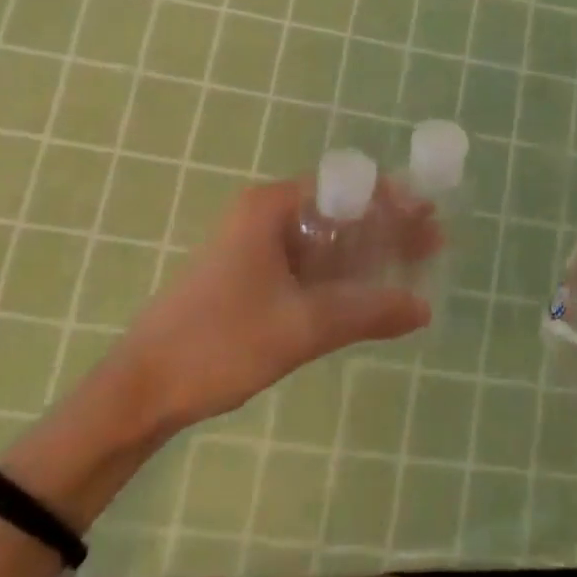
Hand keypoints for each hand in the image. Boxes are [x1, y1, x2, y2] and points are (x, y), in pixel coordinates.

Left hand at [104, 178, 434, 432]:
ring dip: (368, 251)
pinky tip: (372, 289)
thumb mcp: (302, 327)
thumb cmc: (220, 344)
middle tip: (434, 240)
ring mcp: (256, 247)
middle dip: (387, 225)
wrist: (142, 389)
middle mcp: (265, 216)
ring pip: (326, 239)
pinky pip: (309, 263)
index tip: (429, 215)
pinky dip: (342, 273)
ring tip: (415, 262)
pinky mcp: (252, 276)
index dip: (391, 199)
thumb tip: (424, 308)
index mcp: (271, 208)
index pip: (345, 187)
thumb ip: (367, 312)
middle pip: (339, 210)